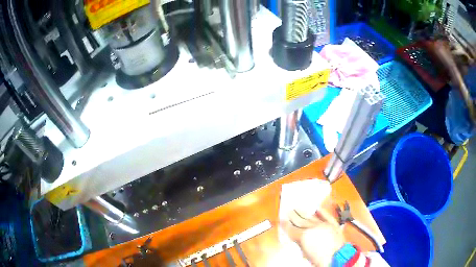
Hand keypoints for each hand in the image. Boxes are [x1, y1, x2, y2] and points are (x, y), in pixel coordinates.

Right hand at [280, 207, 344, 266]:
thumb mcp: (305, 254)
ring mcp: (323, 224)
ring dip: (304, 212)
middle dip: (293, 215)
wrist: (338, 257)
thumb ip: (300, 244)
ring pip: (311, 217)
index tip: (282, 220)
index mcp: (304, 236)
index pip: (291, 229)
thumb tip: (297, 238)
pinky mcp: (332, 224)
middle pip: (300, 220)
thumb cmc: (320, 259)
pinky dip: (321, 211)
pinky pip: (325, 215)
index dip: (285, 224)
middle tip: (289, 210)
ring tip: (298, 208)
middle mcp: (313, 228)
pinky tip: (316, 208)